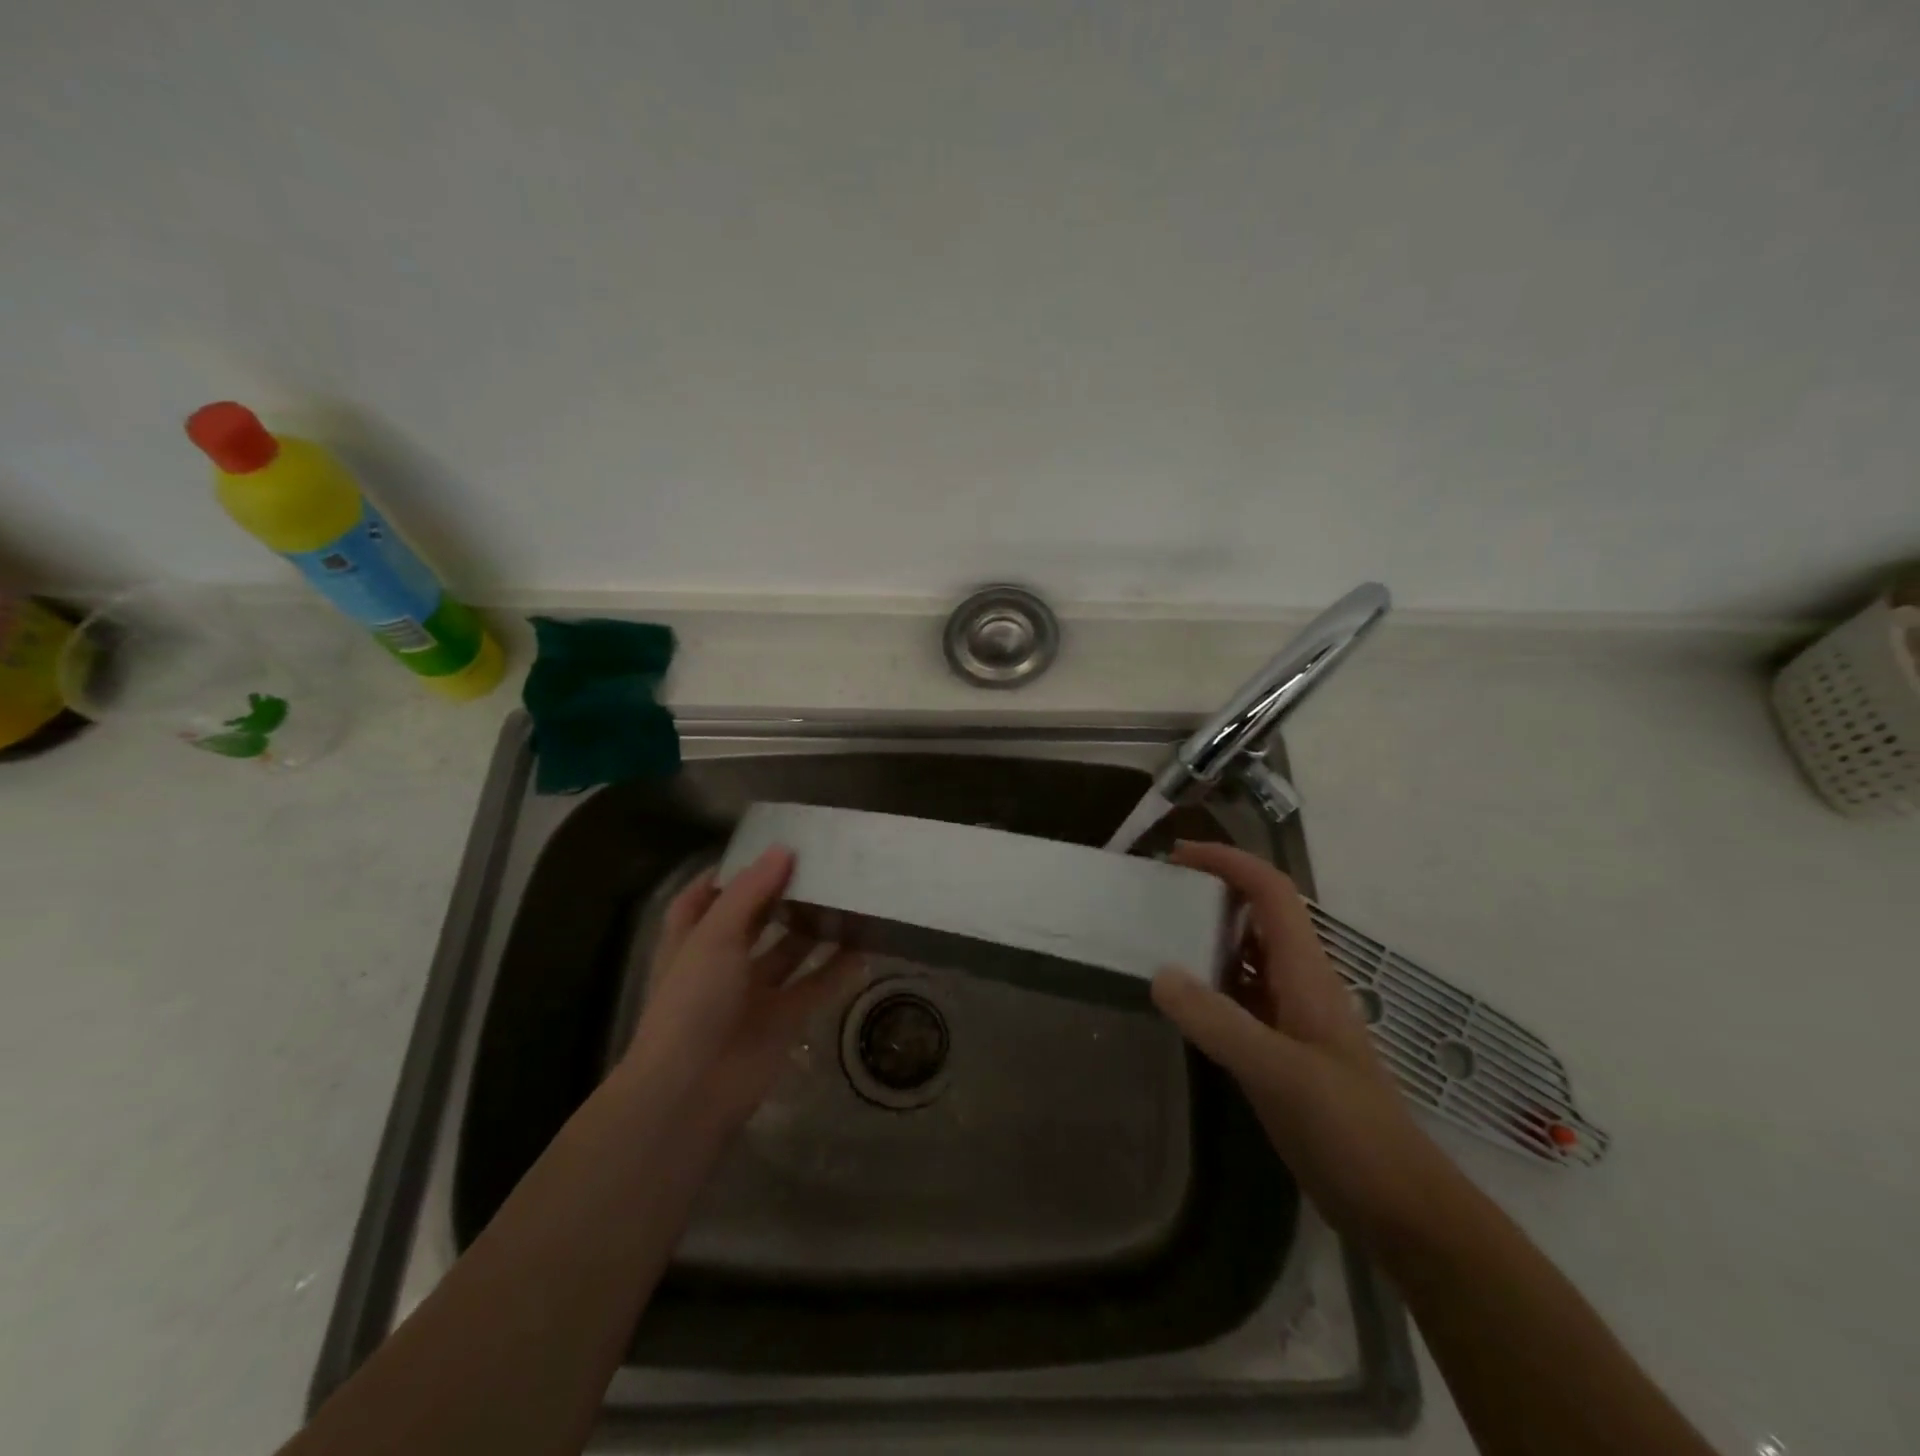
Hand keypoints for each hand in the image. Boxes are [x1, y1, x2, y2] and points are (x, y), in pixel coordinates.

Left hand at [622, 846, 865, 1134]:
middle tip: (821, 866)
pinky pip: (814, 988)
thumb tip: (783, 849)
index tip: (765, 849)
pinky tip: (864, 947)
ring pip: (789, 953)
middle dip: (782, 896)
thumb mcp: (714, 936)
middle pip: (754, 921)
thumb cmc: (692, 1002)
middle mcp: (722, 963)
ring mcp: (753, 994)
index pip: (705, 897)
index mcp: (693, 940)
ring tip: (848, 898)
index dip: (730, 874)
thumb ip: (750, 892)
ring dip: (813, 931)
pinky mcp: (782, 1021)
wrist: (691, 1092)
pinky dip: (837, 971)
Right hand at [1150, 841, 1451, 1240]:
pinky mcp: (1282, 1051)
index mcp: (1307, 973)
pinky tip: (1180, 1001)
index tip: (1180, 855)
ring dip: (1209, 937)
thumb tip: (1160, 973)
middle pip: (1259, 916)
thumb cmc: (1349, 1130)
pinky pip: (1240, 999)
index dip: (1230, 862)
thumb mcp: (1278, 1073)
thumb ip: (1218, 1021)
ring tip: (1159, 936)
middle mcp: (1300, 984)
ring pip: (1248, 957)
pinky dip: (1209, 985)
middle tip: (1160, 894)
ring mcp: (1293, 1019)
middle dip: (1215, 891)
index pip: (1271, 892)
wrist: (1399, 1207)